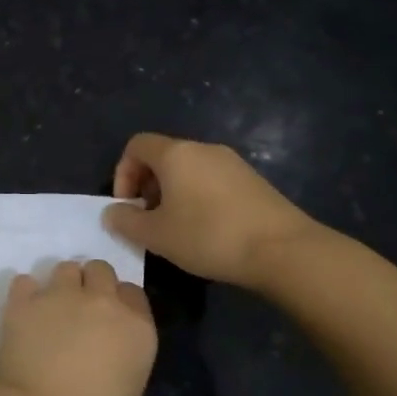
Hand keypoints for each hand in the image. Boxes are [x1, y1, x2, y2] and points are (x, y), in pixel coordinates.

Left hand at [0, 260, 156, 395]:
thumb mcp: (127, 394)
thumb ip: (122, 360)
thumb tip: (105, 356)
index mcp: (137, 329)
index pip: (133, 293)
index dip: (120, 303)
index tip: (109, 321)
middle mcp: (102, 302)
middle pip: (101, 270)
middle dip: (92, 285)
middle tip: (80, 312)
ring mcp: (61, 296)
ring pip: (66, 268)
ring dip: (62, 285)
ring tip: (51, 311)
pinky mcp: (23, 301)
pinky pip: (25, 282)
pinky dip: (25, 294)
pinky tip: (23, 314)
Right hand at [104, 132, 322, 289]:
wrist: (283, 250)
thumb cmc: (208, 236)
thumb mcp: (156, 235)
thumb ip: (126, 221)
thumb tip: (113, 212)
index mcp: (176, 154)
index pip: (136, 146)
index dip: (123, 173)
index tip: (128, 206)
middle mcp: (204, 149)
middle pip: (163, 157)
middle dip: (148, 186)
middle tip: (149, 221)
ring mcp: (233, 163)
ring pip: (189, 170)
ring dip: (173, 194)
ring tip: (177, 229)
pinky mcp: (253, 181)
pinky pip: (212, 181)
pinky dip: (199, 198)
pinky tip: (207, 231)